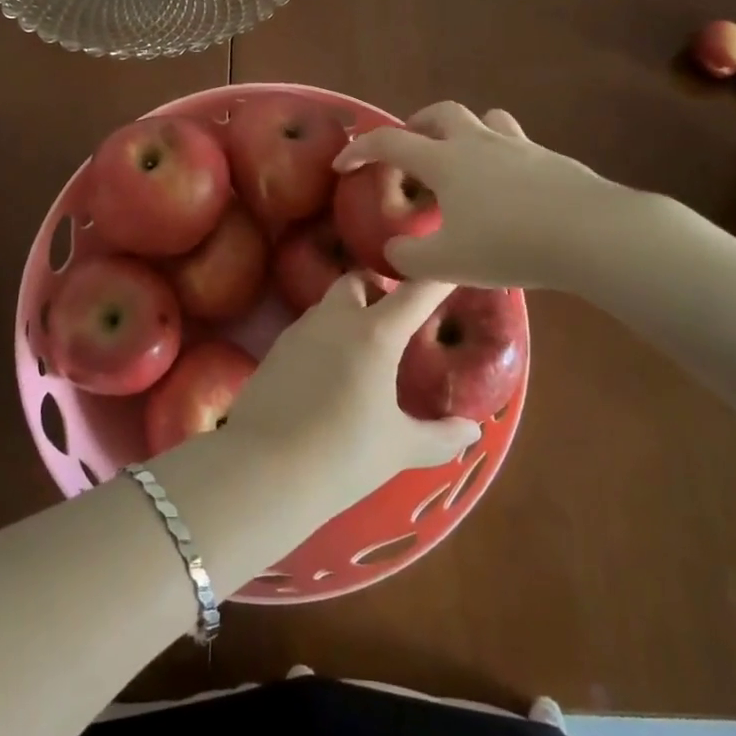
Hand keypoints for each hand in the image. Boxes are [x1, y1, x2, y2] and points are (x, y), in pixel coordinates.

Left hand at [224, 276, 480, 513]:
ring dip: (351, 312)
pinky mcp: (275, 348)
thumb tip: (472, 429)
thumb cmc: (342, 456)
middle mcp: (336, 318)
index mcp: (374, 333)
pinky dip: (326, 336)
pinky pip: (309, 328)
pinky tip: (331, 373)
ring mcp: (300, 330)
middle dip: (380, 289)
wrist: (263, 470)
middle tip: (398, 321)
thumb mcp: (400, 448)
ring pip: (330, 303)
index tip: (451, 265)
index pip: (415, 291)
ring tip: (366, 350)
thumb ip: (441, 436)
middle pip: (359, 280)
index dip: (437, 276)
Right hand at [333, 100, 668, 293]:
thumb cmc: (509, 243)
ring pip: (484, 119)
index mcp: (444, 160)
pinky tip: (509, 189)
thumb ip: (409, 260)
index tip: (344, 164)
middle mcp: (477, 142)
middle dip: (417, 126)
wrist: (592, 233)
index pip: (390, 142)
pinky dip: (502, 156)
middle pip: (440, 113)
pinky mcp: (551, 159)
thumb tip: (393, 252)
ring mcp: (518, 146)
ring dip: (464, 132)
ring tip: (462, 161)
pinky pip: (517, 144)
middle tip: (411, 152)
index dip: (361, 149)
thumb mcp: (447, 263)